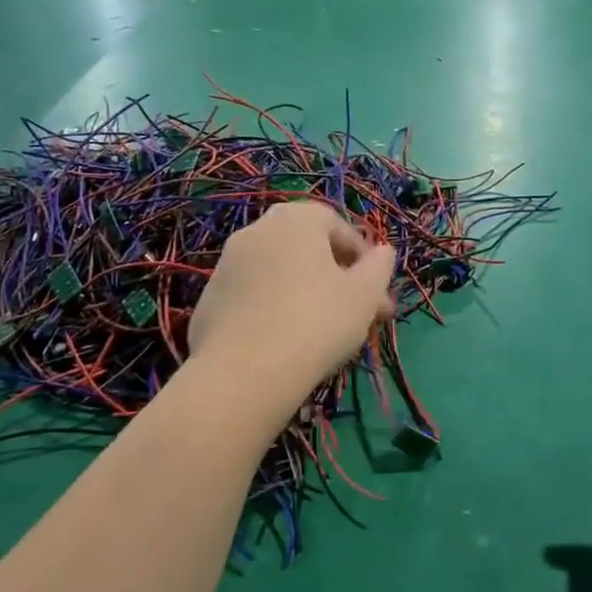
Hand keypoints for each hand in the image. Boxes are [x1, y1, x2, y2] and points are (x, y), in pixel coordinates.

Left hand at [189, 201, 395, 399]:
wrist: (244, 372)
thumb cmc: (317, 322)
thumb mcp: (364, 295)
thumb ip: (379, 267)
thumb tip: (383, 251)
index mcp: (296, 219)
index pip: (336, 225)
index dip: (361, 256)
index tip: (374, 289)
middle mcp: (257, 230)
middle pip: (305, 248)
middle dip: (334, 275)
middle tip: (355, 311)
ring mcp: (226, 263)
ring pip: (278, 272)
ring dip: (303, 291)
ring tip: (322, 331)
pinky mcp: (208, 298)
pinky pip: (252, 297)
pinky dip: (271, 309)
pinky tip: (284, 342)